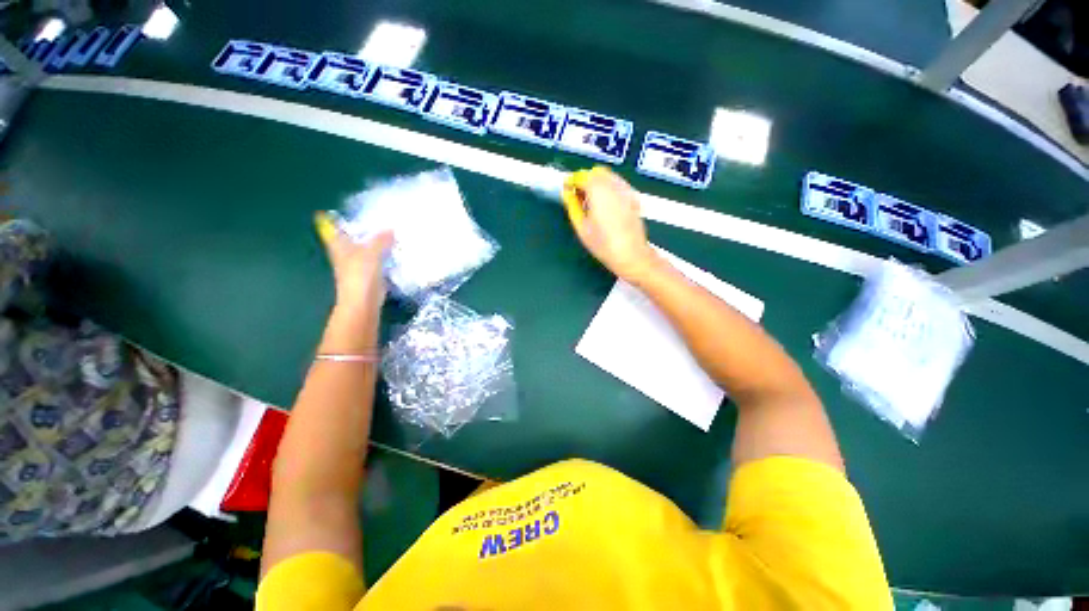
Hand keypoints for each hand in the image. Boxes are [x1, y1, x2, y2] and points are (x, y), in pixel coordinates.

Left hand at [315, 212, 393, 316]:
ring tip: (385, 234)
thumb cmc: (360, 275)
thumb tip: (390, 228)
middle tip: (365, 220)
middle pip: (347, 239)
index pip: (331, 230)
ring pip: (362, 251)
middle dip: (354, 231)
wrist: (362, 303)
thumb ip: (381, 240)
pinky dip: (380, 256)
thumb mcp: (372, 252)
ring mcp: (355, 267)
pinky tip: (390, 254)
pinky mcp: (368, 277)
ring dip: (370, 244)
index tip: (327, 211)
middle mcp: (344, 255)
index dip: (328, 220)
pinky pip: (374, 262)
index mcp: (339, 247)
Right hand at [566, 167, 657, 282]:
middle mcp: (613, 184)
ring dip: (597, 183)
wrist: (630, 254)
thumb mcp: (581, 227)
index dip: (571, 181)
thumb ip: (572, 205)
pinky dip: (609, 188)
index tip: (566, 190)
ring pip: (608, 176)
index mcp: (597, 190)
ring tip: (591, 203)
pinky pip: (618, 184)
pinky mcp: (633, 197)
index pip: (581, 175)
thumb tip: (567, 193)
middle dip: (585, 180)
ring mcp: (626, 190)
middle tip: (578, 197)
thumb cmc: (603, 244)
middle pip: (596, 172)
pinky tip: (606, 206)